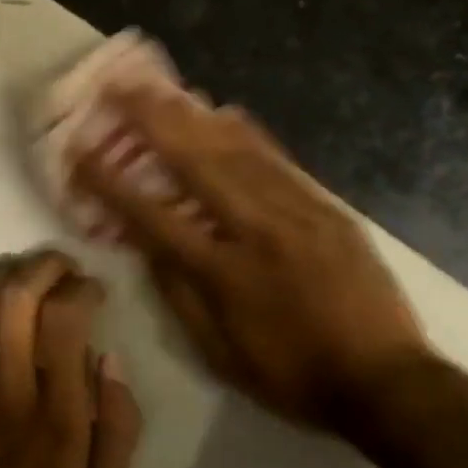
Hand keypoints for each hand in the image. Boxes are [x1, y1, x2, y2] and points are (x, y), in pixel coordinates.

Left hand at [0, 251, 142, 467]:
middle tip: (63, 269)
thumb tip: (109, 359)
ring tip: (26, 278)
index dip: (82, 290)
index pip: (64, 322)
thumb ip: (119, 424)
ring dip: (5, 277)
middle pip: (17, 297)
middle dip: (45, 267)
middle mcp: (8, 387)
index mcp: (56, 413)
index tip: (95, 291)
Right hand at [75, 87, 429, 436]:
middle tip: (120, 86)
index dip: (110, 182)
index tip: (80, 150)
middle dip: (149, 120)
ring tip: (161, 86)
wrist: (387, 381)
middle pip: (193, 163)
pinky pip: (277, 159)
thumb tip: (146, 244)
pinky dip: (246, 131)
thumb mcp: (219, 353)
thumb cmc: (292, 374)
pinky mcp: (323, 207)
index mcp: (221, 272)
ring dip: (191, 114)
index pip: (152, 216)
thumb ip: (177, 293)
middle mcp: (253, 229)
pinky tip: (224, 110)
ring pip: (233, 150)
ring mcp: (293, 211)